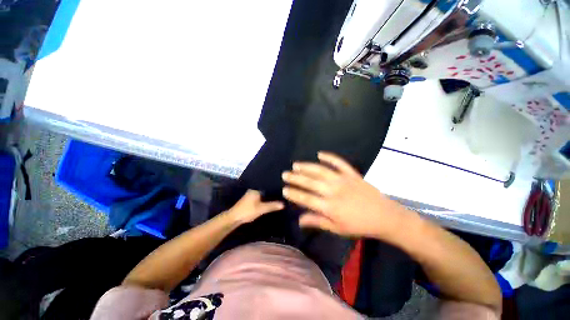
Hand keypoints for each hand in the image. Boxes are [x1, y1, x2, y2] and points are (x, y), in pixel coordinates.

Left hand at [226, 190, 283, 224]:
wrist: (234, 218)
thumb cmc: (248, 211)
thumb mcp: (262, 209)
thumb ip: (272, 205)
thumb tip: (284, 204)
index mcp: (256, 189)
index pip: (268, 184)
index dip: (275, 185)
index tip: (283, 186)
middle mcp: (254, 189)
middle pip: (266, 188)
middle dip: (273, 190)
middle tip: (283, 191)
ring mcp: (251, 194)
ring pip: (263, 192)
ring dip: (269, 194)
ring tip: (279, 195)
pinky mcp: (250, 199)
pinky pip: (260, 195)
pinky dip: (265, 197)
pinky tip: (270, 200)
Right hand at [282, 152, 406, 237]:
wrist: (384, 216)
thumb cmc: (359, 225)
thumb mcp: (337, 229)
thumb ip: (317, 222)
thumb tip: (299, 220)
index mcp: (330, 207)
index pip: (306, 199)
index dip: (294, 194)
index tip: (284, 190)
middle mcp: (334, 191)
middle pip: (310, 182)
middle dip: (295, 178)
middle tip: (285, 174)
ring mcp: (343, 180)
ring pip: (321, 171)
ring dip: (307, 167)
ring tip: (296, 165)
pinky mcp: (352, 174)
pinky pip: (339, 162)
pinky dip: (329, 157)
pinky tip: (320, 154)